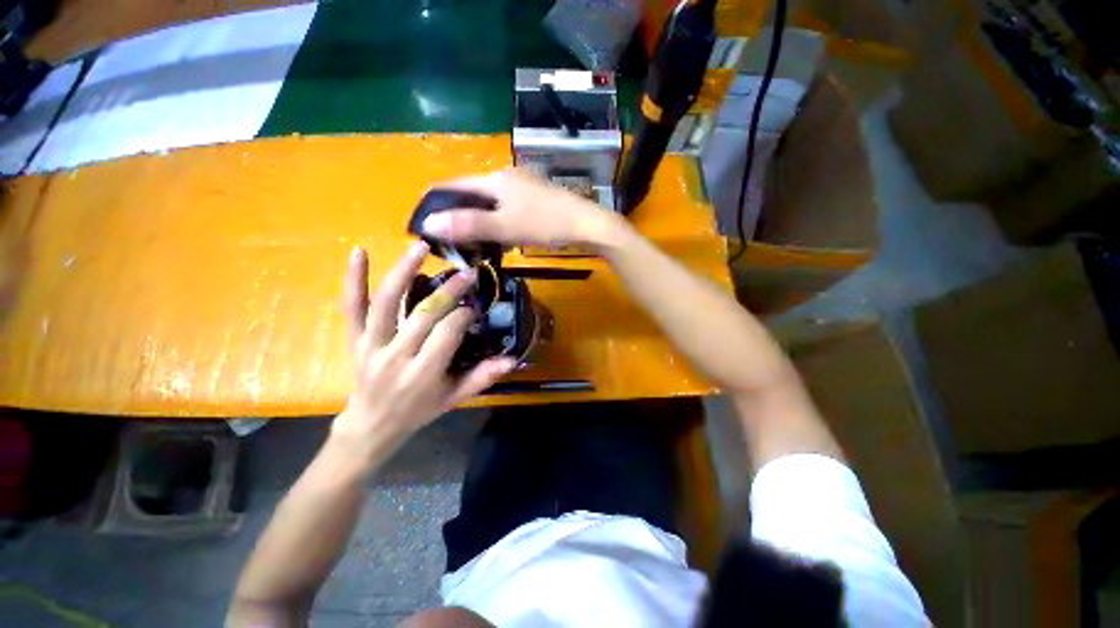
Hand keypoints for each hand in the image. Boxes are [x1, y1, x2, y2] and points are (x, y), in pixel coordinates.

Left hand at [330, 243, 515, 465]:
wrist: (371, 425)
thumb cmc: (419, 411)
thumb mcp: (454, 399)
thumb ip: (482, 377)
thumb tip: (512, 359)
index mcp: (422, 374)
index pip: (446, 334)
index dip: (463, 315)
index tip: (475, 306)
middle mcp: (395, 357)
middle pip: (422, 314)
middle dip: (449, 290)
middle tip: (467, 272)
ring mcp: (370, 345)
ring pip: (386, 303)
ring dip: (404, 271)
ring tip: (422, 247)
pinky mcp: (353, 338)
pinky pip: (352, 307)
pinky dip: (353, 279)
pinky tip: (359, 251)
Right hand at [420, 169, 622, 248]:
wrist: (588, 225)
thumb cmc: (546, 224)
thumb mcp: (506, 227)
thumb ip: (469, 225)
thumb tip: (429, 224)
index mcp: (495, 179)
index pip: (454, 185)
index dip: (436, 201)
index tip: (424, 223)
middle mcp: (506, 177)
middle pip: (472, 193)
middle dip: (458, 214)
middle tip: (448, 239)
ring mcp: (523, 187)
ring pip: (490, 202)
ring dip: (478, 220)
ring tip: (469, 242)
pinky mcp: (535, 199)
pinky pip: (506, 208)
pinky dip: (497, 222)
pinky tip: (497, 237)